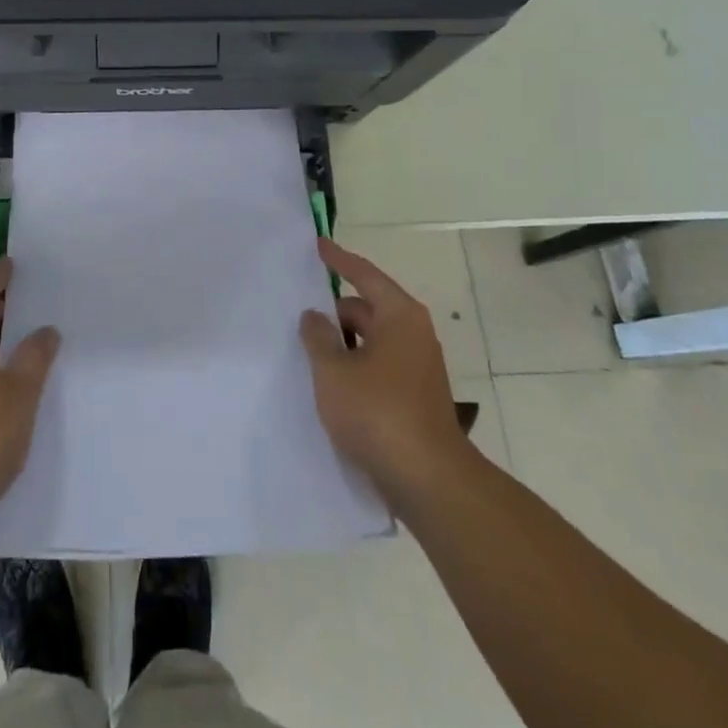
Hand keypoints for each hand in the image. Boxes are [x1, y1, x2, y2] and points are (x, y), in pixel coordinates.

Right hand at [299, 238, 475, 511]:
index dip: (339, 259)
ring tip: (307, 354)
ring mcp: (417, 368)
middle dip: (334, 313)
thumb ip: (318, 337)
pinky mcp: (414, 399)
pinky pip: (377, 369)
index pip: (364, 274)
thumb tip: (314, 315)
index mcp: (399, 316)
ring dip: (342, 346)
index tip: (318, 245)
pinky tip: (330, 387)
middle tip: (298, 317)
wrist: (429, 482)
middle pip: (366, 309)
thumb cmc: (378, 413)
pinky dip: (355, 369)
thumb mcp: (334, 371)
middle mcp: (413, 334)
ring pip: (370, 342)